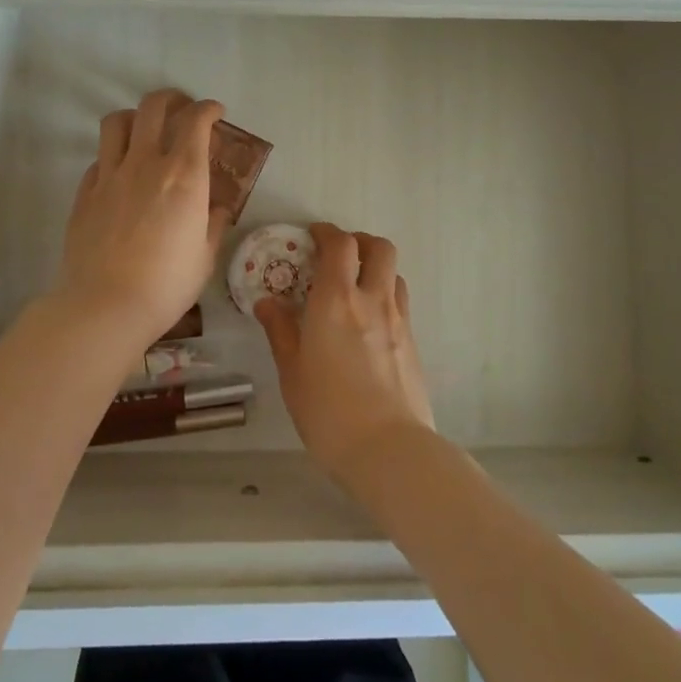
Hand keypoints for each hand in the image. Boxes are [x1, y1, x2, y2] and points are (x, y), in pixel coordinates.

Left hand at [57, 89, 231, 343]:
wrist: (105, 306)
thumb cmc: (167, 285)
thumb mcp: (205, 257)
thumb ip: (214, 224)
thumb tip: (218, 209)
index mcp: (185, 176)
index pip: (196, 121)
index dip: (208, 109)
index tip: (216, 113)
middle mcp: (146, 164)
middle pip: (153, 107)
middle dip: (172, 99)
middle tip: (182, 110)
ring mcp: (110, 175)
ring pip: (117, 122)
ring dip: (136, 117)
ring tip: (146, 130)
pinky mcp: (85, 193)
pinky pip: (100, 158)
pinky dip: (115, 156)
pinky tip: (122, 174)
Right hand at [254, 222, 436, 482]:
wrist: (389, 449)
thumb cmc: (328, 410)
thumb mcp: (292, 371)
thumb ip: (281, 330)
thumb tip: (267, 302)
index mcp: (336, 300)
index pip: (340, 244)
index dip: (326, 232)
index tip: (312, 236)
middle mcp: (372, 300)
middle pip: (379, 247)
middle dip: (359, 241)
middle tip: (338, 255)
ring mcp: (399, 320)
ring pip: (394, 273)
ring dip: (375, 268)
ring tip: (354, 287)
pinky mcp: (413, 343)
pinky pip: (400, 302)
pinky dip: (384, 296)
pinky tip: (368, 324)